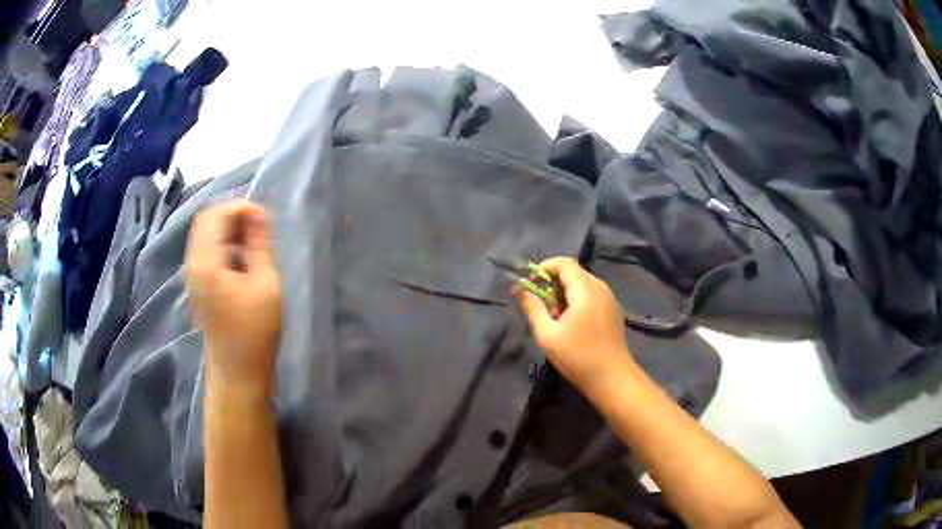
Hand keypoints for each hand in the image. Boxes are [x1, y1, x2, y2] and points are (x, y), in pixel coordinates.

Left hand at [185, 200, 281, 397]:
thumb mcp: (265, 284)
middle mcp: (193, 263)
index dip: (241, 207)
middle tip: (260, 227)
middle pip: (206, 219)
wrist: (237, 372)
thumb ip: (258, 245)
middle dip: (234, 214)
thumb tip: (258, 214)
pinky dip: (224, 243)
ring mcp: (193, 274)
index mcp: (207, 262)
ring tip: (254, 240)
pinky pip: (207, 249)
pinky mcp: (198, 284)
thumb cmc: (255, 331)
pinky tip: (243, 257)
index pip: (216, 214)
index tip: (265, 218)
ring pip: (206, 234)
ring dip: (229, 229)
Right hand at [515, 257, 635, 392]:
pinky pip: (592, 294)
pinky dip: (577, 300)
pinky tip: (572, 324)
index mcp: (585, 290)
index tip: (531, 285)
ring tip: (556, 318)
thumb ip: (532, 308)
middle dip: (553, 283)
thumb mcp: (547, 334)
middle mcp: (600, 288)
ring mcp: (609, 298)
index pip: (564, 263)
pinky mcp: (613, 309)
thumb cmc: (577, 357)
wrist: (611, 377)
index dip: (544, 268)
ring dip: (565, 293)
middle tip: (543, 307)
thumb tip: (518, 289)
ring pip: (582, 284)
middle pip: (573, 272)